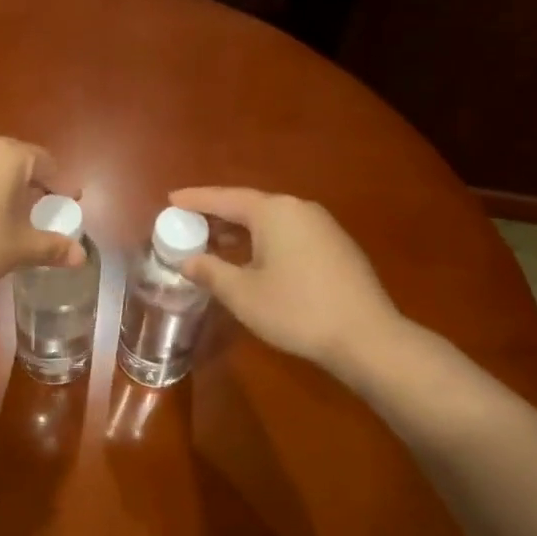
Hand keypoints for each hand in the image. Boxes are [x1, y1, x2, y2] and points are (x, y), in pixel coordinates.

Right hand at [169, 187, 405, 375]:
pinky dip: (263, 240)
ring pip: (270, 221)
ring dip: (240, 230)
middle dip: (217, 215)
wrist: (366, 337)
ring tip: (214, 243)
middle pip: (248, 205)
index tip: (170, 198)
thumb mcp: (242, 294)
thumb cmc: (296, 310)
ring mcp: (322, 226)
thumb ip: (210, 271)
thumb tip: (187, 261)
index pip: (225, 198)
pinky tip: (253, 260)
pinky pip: (288, 233)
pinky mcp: (336, 247)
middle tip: (187, 224)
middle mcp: (299, 209)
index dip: (195, 199)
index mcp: (274, 212)